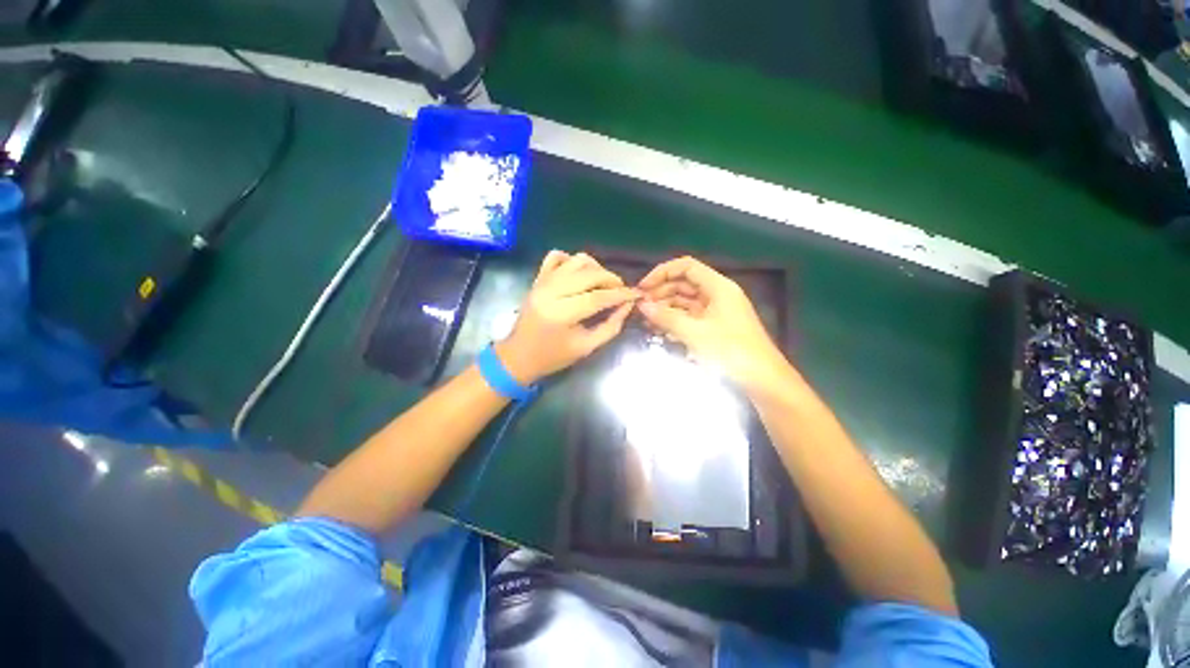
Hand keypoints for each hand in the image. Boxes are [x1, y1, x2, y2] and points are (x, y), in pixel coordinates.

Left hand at [496, 251, 637, 384]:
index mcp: (561, 314)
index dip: (620, 294)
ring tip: (603, 282)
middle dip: (611, 279)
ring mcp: (542, 282)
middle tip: (621, 290)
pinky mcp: (537, 278)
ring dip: (595, 268)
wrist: (519, 356)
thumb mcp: (586, 347)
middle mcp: (550, 292)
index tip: (636, 294)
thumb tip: (627, 305)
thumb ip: (610, 326)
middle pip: (589, 274)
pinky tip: (580, 274)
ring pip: (576, 261)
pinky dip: (572, 260)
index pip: (598, 297)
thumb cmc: (553, 357)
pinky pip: (556, 257)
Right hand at [637, 256, 793, 395]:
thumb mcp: (695, 333)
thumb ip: (666, 317)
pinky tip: (659, 331)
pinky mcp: (713, 328)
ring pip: (685, 302)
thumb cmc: (731, 351)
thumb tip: (642, 305)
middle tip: (640, 308)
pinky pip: (689, 318)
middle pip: (684, 284)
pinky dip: (674, 321)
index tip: (643, 288)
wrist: (762, 381)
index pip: (686, 267)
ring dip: (665, 308)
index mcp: (718, 287)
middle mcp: (717, 295)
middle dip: (661, 293)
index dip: (662, 272)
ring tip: (645, 321)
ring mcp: (716, 312)